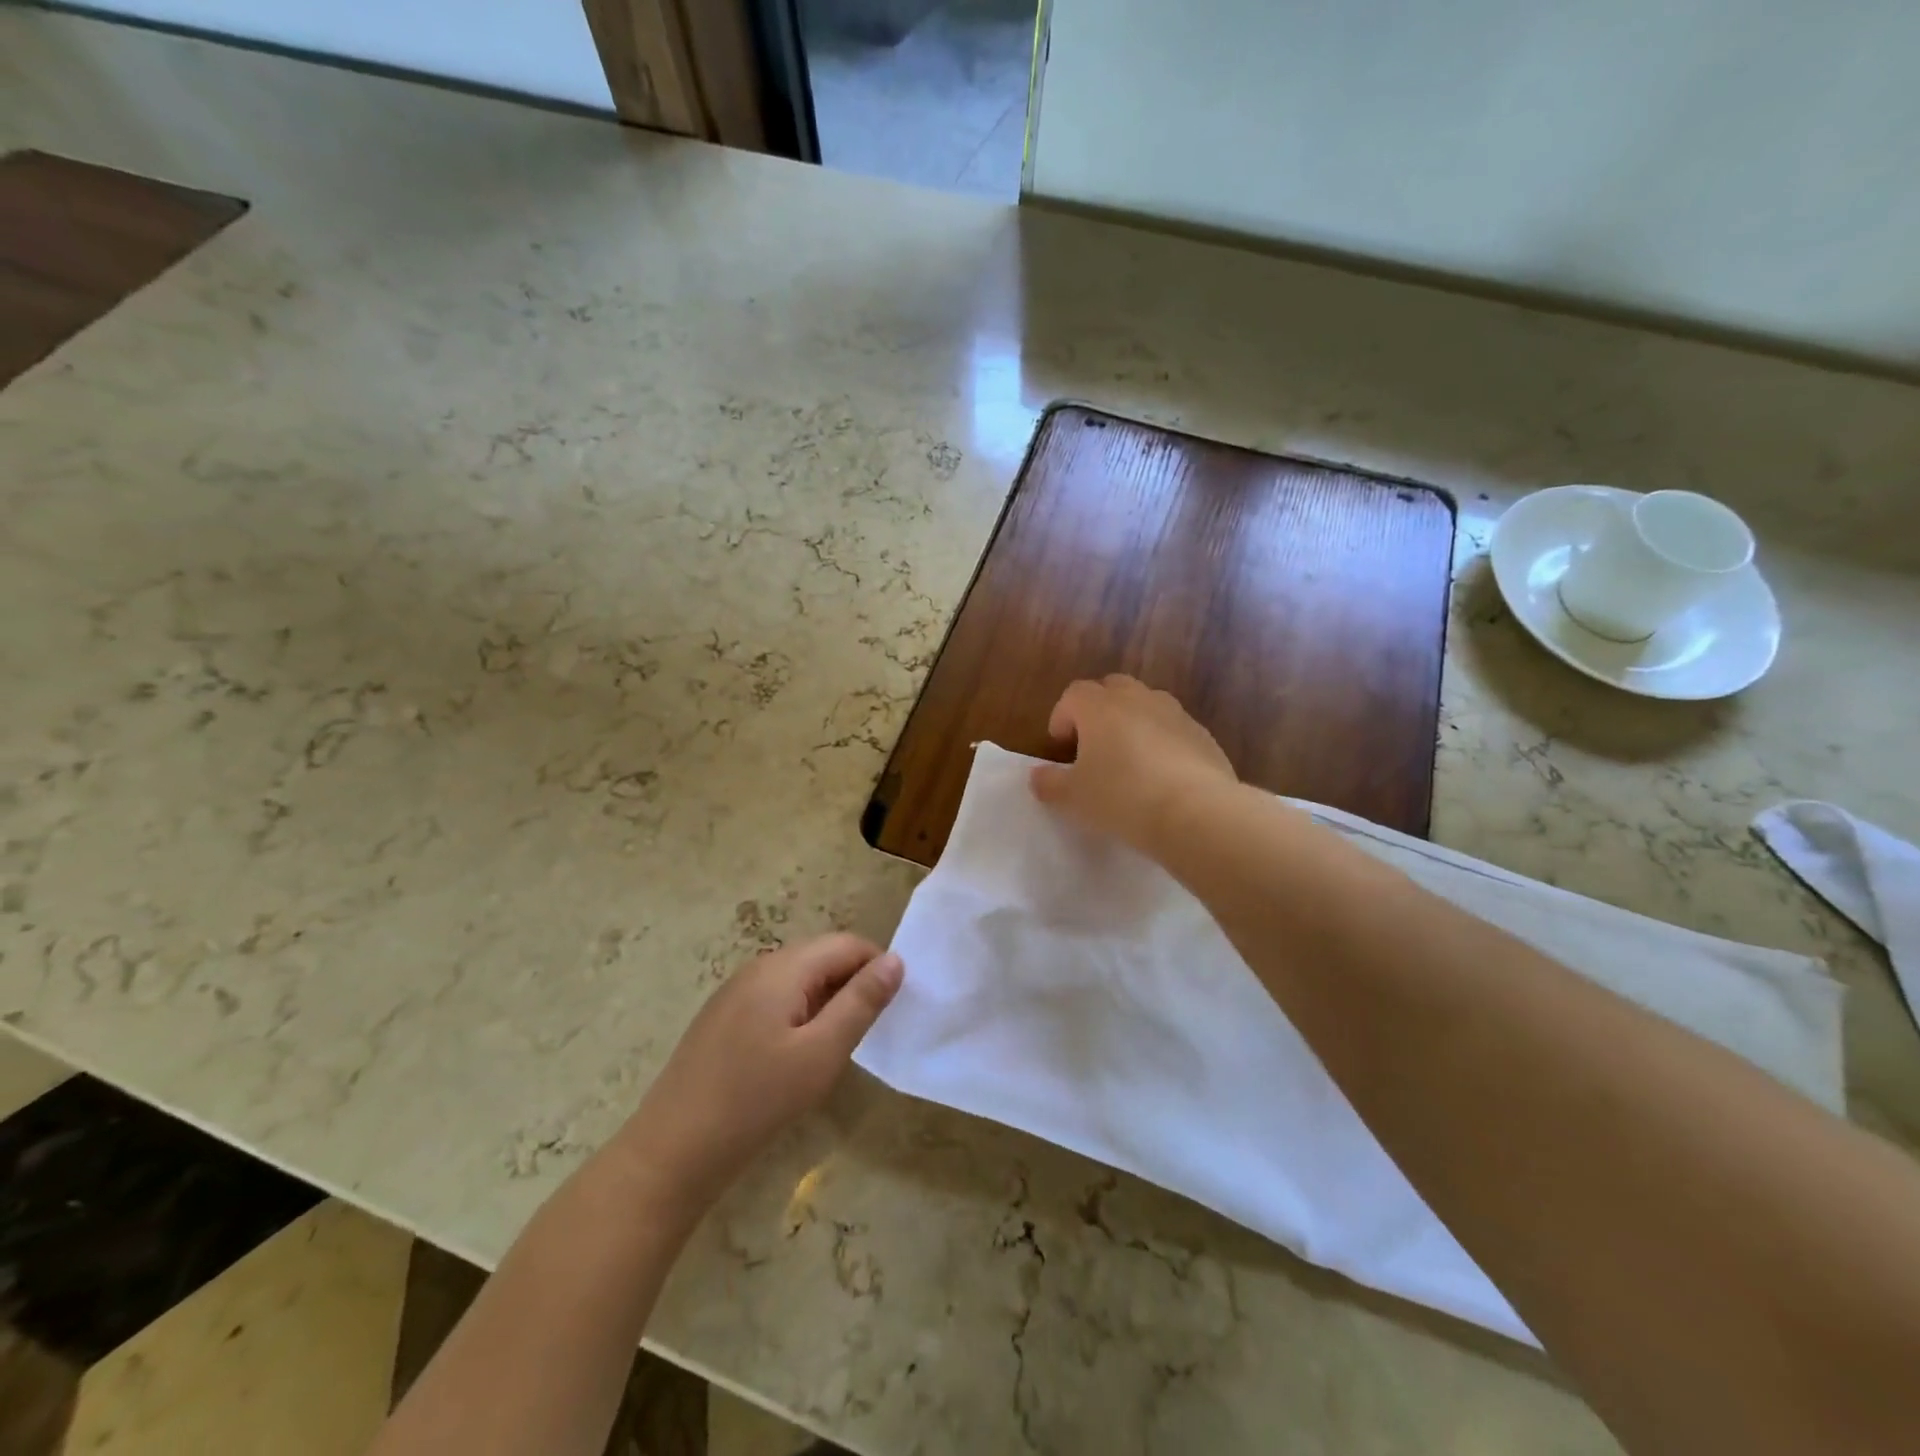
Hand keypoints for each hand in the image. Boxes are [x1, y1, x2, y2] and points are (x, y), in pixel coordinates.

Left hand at [615, 934, 902, 1214]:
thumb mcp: (821, 1053)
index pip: (847, 943)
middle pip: (822, 955)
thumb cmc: (756, 1101)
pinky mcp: (724, 1017)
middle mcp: (758, 967)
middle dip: (853, 983)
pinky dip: (800, 1013)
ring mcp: (736, 991)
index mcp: (783, 967)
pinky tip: (798, 1055)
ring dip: (828, 1000)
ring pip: (799, 978)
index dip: (878, 966)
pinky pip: (776, 998)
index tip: (895, 1007)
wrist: (672, 1151)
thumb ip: (861, 1002)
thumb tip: (895, 960)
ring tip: (838, 1045)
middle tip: (870, 1030)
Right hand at [1030, 675, 1237, 852]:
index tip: (1061, 746)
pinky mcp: (1203, 735)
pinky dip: (1163, 741)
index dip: (1062, 716)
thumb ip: (1050, 783)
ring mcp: (1175, 714)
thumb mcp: (1074, 798)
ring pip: (1147, 704)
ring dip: (1133, 721)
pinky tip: (1162, 775)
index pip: (1073, 694)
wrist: (1196, 812)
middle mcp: (1138, 699)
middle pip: (1112, 687)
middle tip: (1093, 744)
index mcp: (1100, 707)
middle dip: (1098, 709)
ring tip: (1129, 758)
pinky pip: (1174, 728)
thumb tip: (1037, 776)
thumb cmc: (1122, 797)